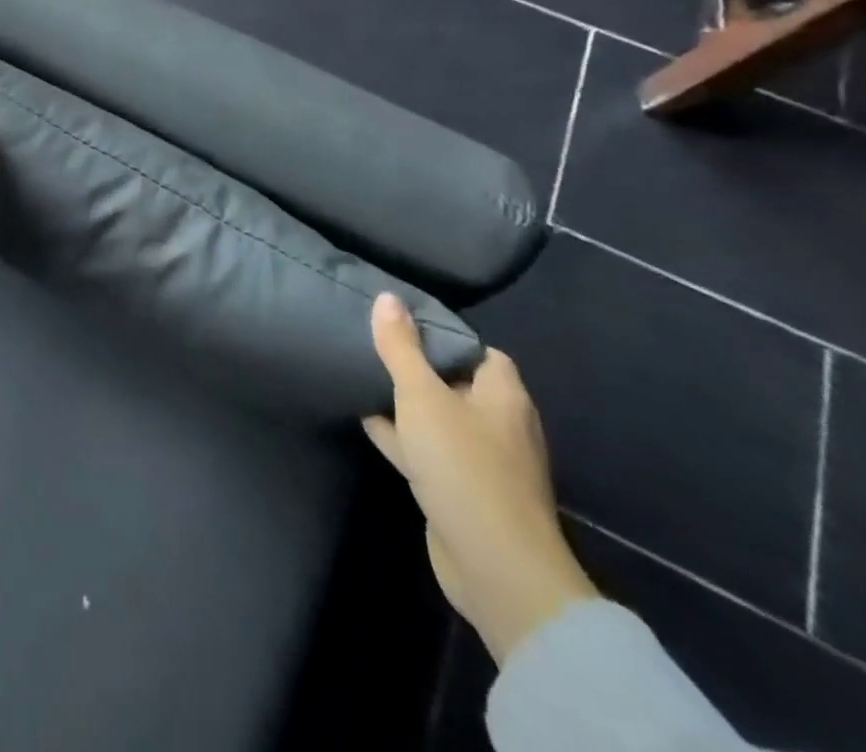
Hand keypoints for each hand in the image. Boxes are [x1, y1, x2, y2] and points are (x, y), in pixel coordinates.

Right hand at [362, 293, 598, 664]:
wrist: (494, 567)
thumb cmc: (463, 466)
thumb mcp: (422, 396)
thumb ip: (401, 348)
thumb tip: (388, 297)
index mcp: (503, 397)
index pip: (479, 351)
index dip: (444, 336)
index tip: (401, 324)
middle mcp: (499, 426)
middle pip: (455, 383)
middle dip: (418, 368)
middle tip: (373, 347)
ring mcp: (483, 463)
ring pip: (438, 419)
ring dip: (405, 404)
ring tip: (361, 377)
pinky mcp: (462, 492)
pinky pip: (428, 451)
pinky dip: (402, 436)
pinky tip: (367, 423)